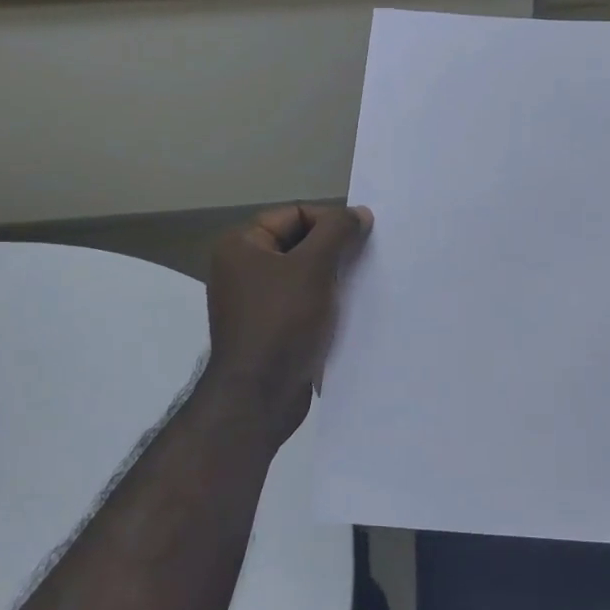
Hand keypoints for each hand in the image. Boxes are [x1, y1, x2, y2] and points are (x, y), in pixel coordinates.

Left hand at [203, 203, 372, 444]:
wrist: (260, 396)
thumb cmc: (282, 322)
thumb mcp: (313, 267)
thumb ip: (338, 232)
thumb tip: (359, 213)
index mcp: (242, 246)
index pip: (295, 215)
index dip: (330, 221)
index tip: (363, 238)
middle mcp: (243, 269)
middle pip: (300, 244)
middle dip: (335, 251)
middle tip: (368, 261)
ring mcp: (256, 302)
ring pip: (305, 276)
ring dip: (334, 279)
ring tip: (363, 285)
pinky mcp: (271, 330)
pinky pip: (303, 304)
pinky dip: (326, 303)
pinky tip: (351, 311)